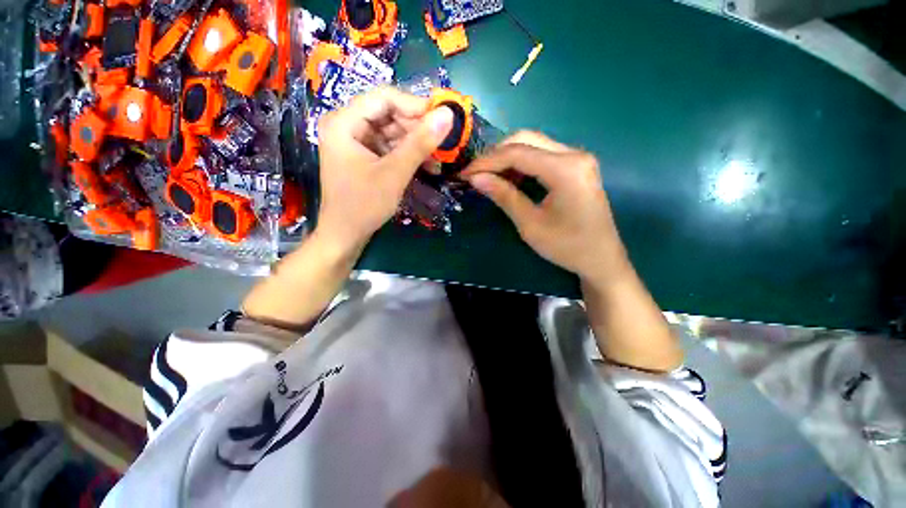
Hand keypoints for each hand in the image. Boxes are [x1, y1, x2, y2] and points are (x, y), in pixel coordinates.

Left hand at [316, 87, 453, 254]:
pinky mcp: (364, 156)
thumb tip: (448, 115)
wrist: (345, 235)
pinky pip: (389, 146)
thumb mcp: (394, 174)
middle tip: (442, 142)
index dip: (415, 105)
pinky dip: (407, 154)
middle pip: (388, 113)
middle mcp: (346, 125)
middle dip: (417, 127)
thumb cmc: (364, 205)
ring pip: (392, 131)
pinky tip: (426, 164)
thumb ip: (420, 144)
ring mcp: (355, 142)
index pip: (384, 97)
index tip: (442, 119)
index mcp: (343, 122)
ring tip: (437, 158)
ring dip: (415, 143)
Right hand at [462, 131, 629, 284]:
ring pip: (534, 144)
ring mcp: (578, 158)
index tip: (465, 174)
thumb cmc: (567, 246)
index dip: (487, 162)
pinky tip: (510, 178)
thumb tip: (476, 179)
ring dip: (507, 157)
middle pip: (526, 139)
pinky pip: (543, 155)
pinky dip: (522, 163)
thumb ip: (504, 196)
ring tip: (489, 176)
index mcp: (565, 169)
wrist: (601, 258)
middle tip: (476, 174)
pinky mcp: (576, 166)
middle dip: (496, 155)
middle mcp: (574, 154)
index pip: (517, 153)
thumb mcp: (530, 224)